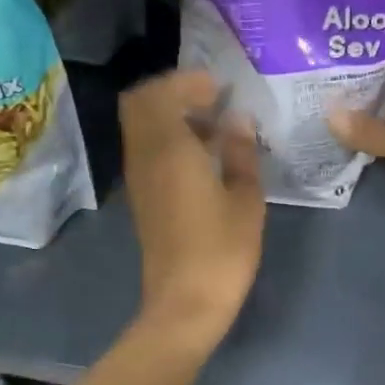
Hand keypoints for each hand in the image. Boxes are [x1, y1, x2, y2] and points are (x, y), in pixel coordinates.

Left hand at [120, 70, 264, 346]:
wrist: (186, 303)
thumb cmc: (222, 250)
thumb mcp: (245, 199)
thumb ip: (241, 152)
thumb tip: (238, 119)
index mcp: (169, 150)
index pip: (160, 93)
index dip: (188, 81)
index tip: (220, 86)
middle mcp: (144, 156)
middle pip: (139, 103)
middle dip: (172, 92)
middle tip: (211, 99)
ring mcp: (139, 178)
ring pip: (141, 127)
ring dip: (170, 115)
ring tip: (213, 126)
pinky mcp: (142, 198)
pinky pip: (147, 150)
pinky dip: (168, 139)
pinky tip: (203, 155)